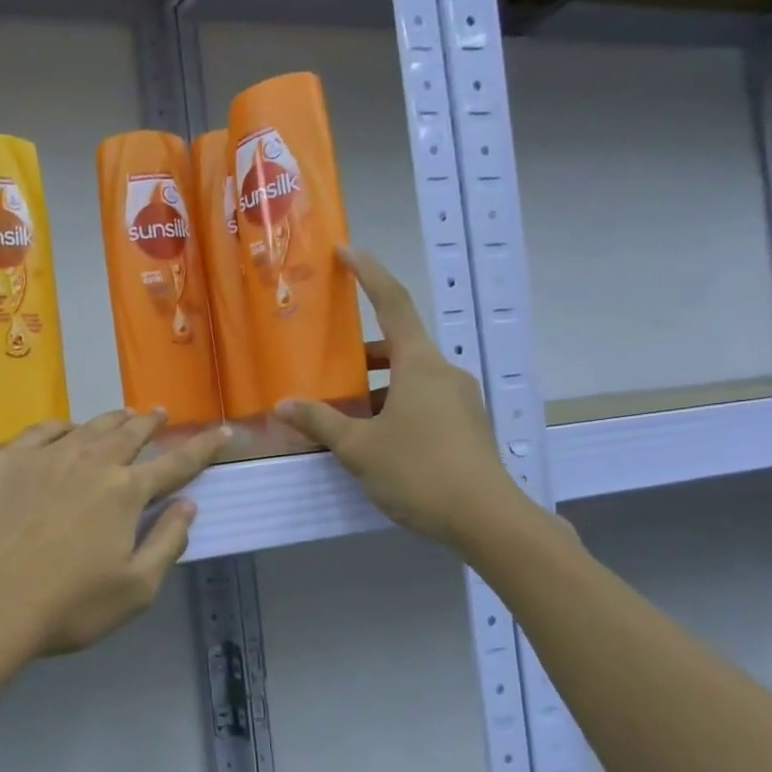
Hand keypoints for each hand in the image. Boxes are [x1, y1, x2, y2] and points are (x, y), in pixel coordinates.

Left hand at [0, 411, 231, 661]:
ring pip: (88, 427)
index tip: (223, 431)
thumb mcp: (135, 589)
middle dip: (150, 423)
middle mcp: (90, 463)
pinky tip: (64, 429)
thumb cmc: (68, 605)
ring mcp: (45, 457)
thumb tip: (188, 505)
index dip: (203, 447)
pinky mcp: (6, 461)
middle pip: (129, 435)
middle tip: (160, 413)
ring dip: (111, 419)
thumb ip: (167, 542)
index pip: (176, 463)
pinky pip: (41, 431)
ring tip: (122, 414)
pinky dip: (62, 426)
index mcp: (126, 493)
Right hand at [276, 247, 527, 552]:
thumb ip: (320, 422)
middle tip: (326, 367)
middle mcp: (444, 372)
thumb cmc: (419, 471)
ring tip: (341, 414)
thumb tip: (284, 405)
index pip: (393, 303)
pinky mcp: (466, 427)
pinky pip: (422, 402)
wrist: (488, 520)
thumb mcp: (359, 447)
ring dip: (375, 387)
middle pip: (398, 346)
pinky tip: (372, 439)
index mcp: (420, 364)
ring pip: (409, 379)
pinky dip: (394, 407)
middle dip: (360, 354)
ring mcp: (460, 400)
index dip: (369, 273)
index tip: (347, 250)